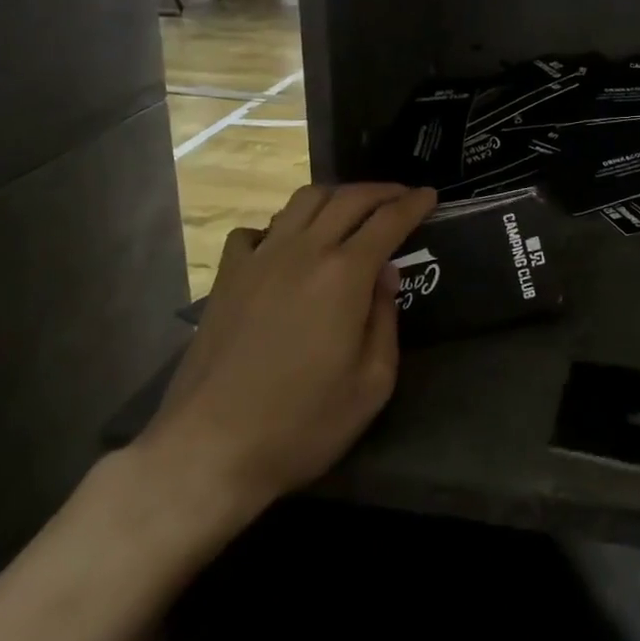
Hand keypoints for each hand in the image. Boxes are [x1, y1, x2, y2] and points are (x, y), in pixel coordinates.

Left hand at [137, 183, 435, 539]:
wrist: (209, 449)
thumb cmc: (302, 423)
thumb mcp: (371, 384)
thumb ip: (385, 319)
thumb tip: (385, 275)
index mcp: (345, 274)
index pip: (388, 220)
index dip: (414, 203)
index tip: (429, 195)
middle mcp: (304, 251)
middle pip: (348, 198)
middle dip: (381, 191)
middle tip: (400, 196)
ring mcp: (260, 259)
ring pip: (302, 201)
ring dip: (334, 196)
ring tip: (349, 210)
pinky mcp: (226, 277)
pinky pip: (254, 232)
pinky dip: (278, 227)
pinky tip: (284, 245)